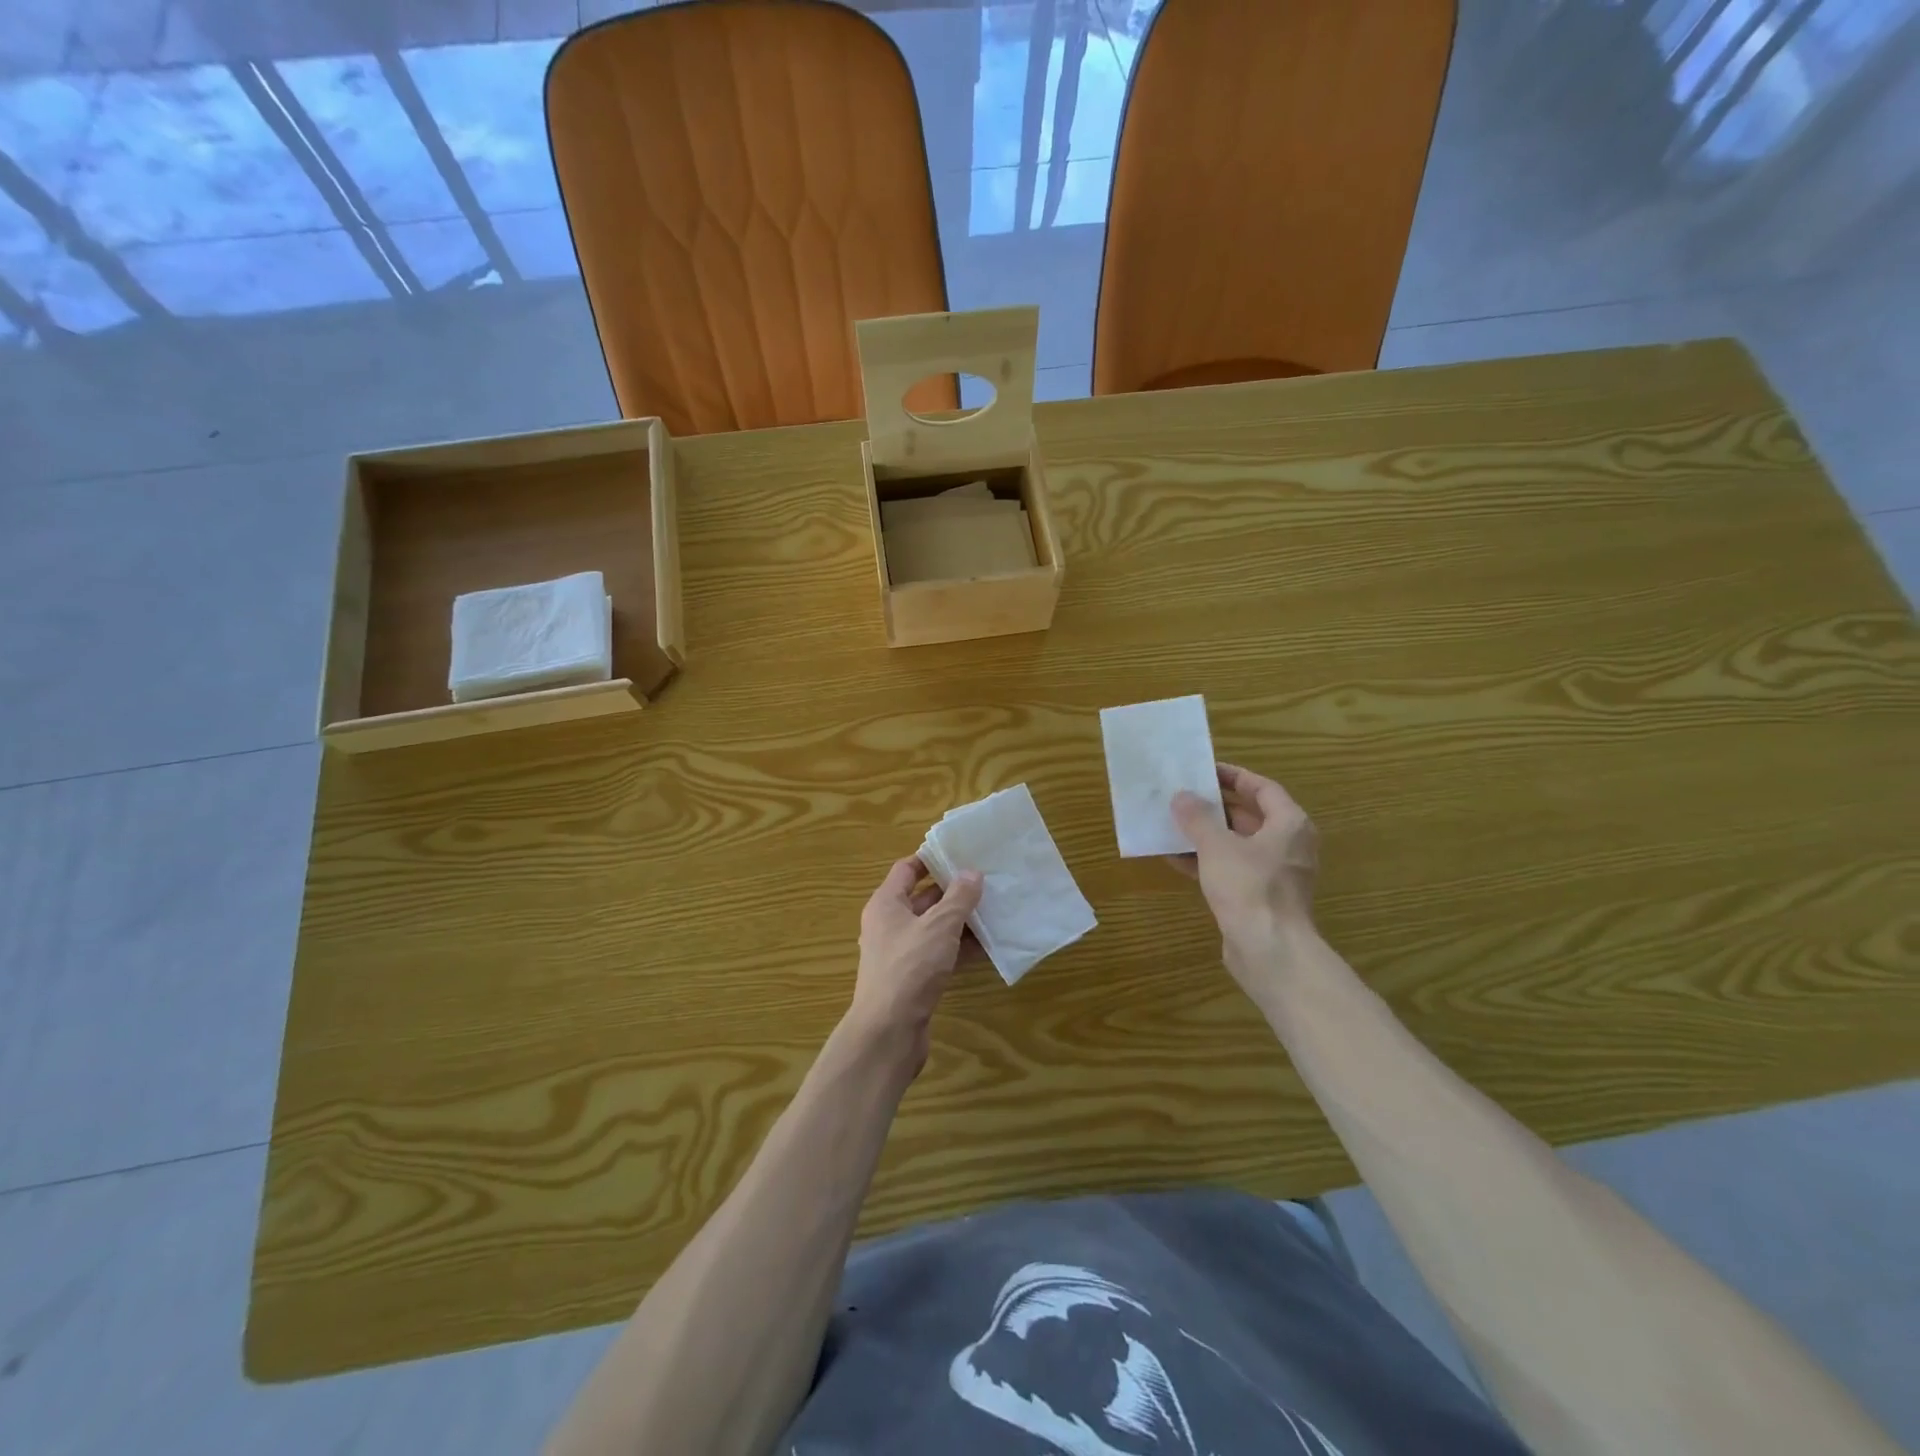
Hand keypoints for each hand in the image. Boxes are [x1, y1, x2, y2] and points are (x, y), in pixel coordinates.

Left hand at [848, 857, 983, 1073]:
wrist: (888, 1032)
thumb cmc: (910, 968)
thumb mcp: (939, 926)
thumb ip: (958, 898)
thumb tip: (972, 873)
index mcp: (886, 904)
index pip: (907, 869)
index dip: (931, 860)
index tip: (961, 853)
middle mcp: (889, 925)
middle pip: (922, 898)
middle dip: (953, 891)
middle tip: (987, 881)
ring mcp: (900, 954)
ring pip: (933, 928)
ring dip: (959, 921)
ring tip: (993, 910)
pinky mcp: (912, 979)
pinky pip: (938, 954)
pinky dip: (958, 948)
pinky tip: (987, 946)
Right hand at [1170, 764, 1318, 978]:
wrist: (1270, 951)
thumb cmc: (1249, 888)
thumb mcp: (1217, 846)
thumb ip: (1198, 817)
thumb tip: (1182, 796)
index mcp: (1289, 824)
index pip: (1262, 788)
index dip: (1233, 776)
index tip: (1204, 770)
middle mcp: (1288, 845)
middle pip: (1249, 816)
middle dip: (1214, 807)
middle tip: (1183, 796)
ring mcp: (1276, 874)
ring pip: (1237, 844)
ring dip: (1206, 835)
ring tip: (1173, 824)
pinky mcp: (1260, 898)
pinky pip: (1232, 869)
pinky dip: (1208, 862)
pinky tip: (1176, 859)